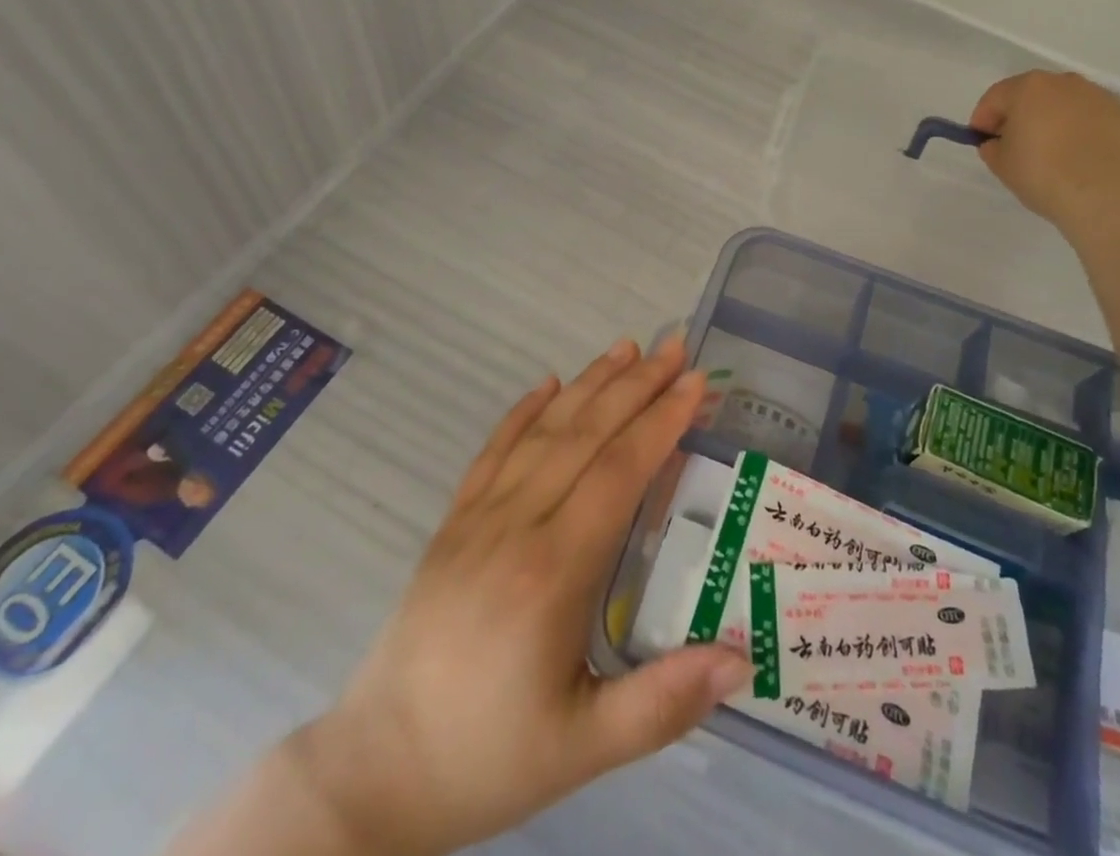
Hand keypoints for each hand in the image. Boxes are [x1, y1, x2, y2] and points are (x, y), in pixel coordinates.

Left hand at [286, 337, 752, 855]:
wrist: (376, 771)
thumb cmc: (488, 758)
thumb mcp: (583, 750)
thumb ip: (664, 703)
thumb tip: (743, 659)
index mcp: (552, 572)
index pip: (618, 472)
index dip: (661, 421)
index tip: (696, 382)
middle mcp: (515, 526)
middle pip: (585, 436)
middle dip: (635, 386)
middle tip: (675, 347)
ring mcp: (477, 518)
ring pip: (543, 432)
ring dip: (588, 384)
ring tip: (626, 348)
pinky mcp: (452, 523)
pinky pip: (492, 451)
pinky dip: (523, 411)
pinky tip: (547, 383)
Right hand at [969, 71, 1119, 228]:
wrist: (1108, 192)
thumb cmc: (1043, 173)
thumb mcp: (1001, 165)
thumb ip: (992, 148)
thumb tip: (998, 143)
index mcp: (1028, 88)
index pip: (995, 98)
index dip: (983, 120)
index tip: (982, 142)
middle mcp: (1064, 82)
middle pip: (1032, 95)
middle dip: (1020, 116)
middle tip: (1016, 146)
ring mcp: (1098, 96)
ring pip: (1066, 105)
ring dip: (1054, 122)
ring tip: (1053, 154)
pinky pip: (1092, 120)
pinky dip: (1083, 132)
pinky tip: (1082, 159)